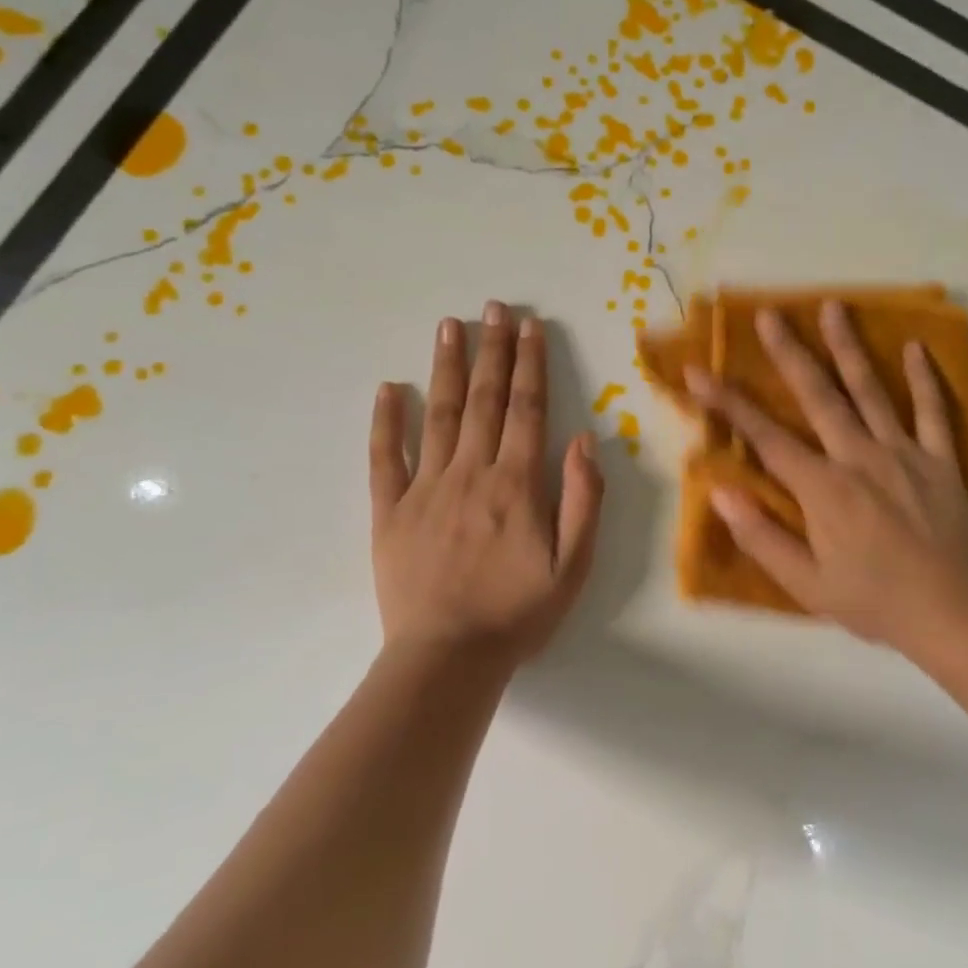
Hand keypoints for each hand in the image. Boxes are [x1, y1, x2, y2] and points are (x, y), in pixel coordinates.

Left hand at [369, 303, 603, 663]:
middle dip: (492, 350)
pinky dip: (386, 421)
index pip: (527, 409)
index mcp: (516, 483)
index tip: (529, 326)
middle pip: (485, 400)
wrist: (447, 659)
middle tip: (493, 308)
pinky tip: (387, 388)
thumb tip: (582, 439)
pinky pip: (385, 457)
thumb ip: (582, 499)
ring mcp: (425, 488)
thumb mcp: (573, 565)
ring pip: (438, 414)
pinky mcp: (389, 510)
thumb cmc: (518, 613)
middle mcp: (471, 472)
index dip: (530, 364)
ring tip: (449, 325)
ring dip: (446, 367)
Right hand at [686, 300, 967, 647]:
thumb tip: (720, 491)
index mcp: (822, 487)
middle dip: (789, 352)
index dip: (728, 403)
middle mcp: (858, 456)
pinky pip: (931, 411)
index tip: (699, 372)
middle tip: (770, 313)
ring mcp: (902, 452)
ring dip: (848, 347)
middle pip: (817, 395)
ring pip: (869, 390)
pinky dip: (923, 379)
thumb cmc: (873, 600)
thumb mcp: (806, 583)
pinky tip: (914, 347)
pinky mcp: (938, 459)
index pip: (765, 437)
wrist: (952, 613)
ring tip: (833, 307)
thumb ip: (762, 536)